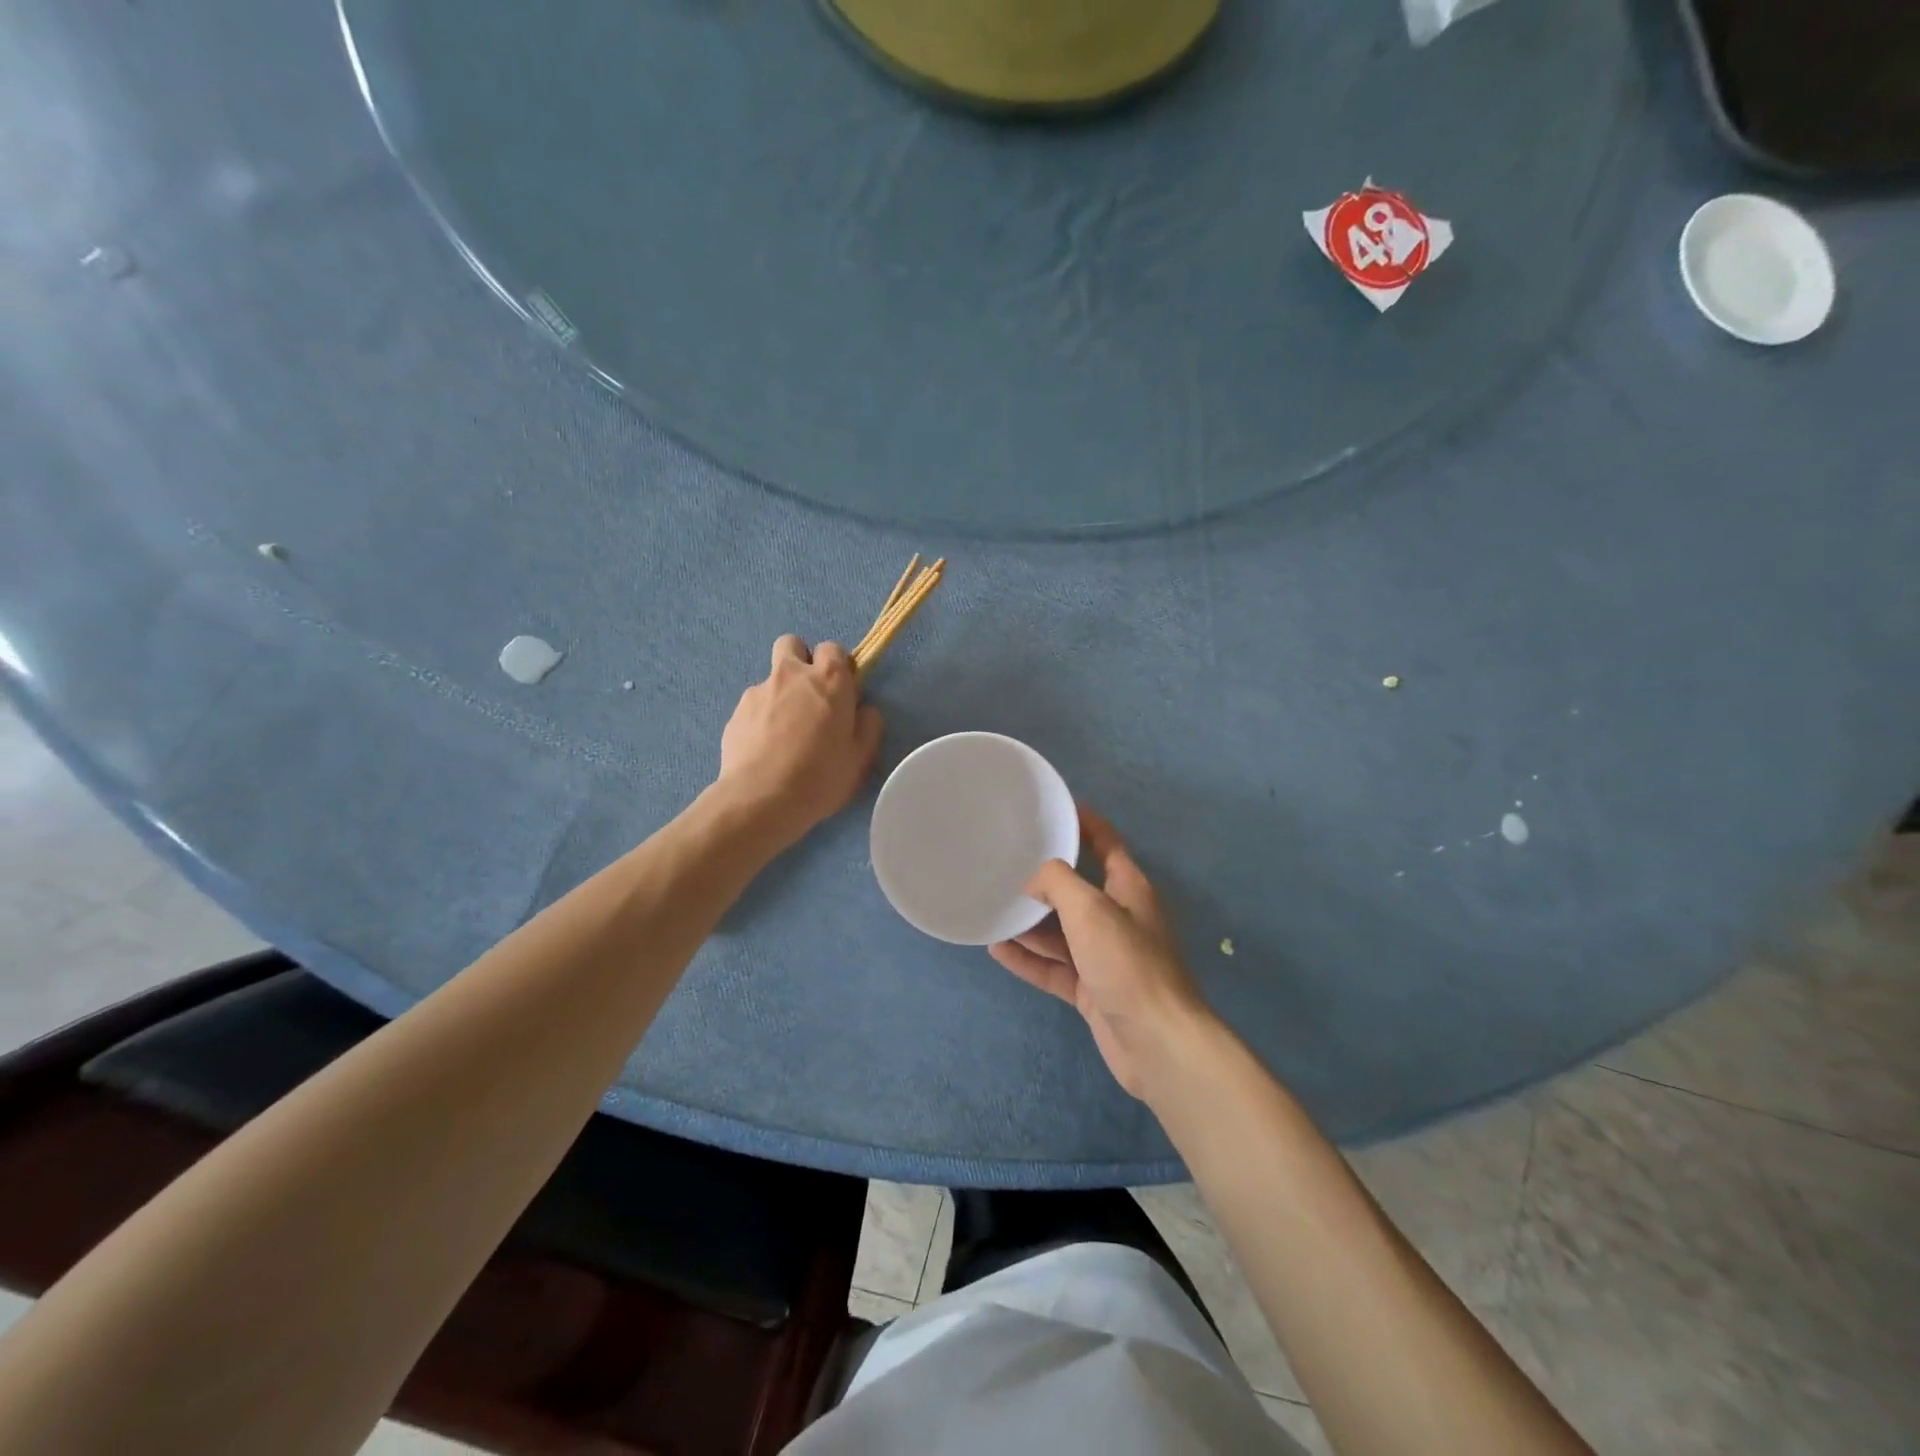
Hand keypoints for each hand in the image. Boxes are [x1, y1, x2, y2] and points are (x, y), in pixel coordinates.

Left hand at [718, 636, 883, 846]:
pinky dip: (760, 718)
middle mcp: (792, 675)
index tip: (841, 692)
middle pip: (793, 644)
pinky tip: (765, 749)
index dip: (838, 666)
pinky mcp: (735, 712)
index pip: (833, 648)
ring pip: (771, 678)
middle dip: (801, 660)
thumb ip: (868, 725)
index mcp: (829, 680)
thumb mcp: (861, 757)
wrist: (761, 800)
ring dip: (780, 694)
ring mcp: (758, 691)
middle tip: (809, 696)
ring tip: (784, 733)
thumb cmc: (821, 777)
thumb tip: (864, 710)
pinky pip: (753, 706)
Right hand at [989, 805, 1213, 1099]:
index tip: (1054, 808)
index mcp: (1129, 889)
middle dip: (1044, 879)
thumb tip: (1034, 879)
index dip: (1085, 823)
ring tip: (993, 908)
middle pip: (1077, 890)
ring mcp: (1105, 957)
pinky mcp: (1092, 990)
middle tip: (1005, 864)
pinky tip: (998, 949)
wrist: (1157, 1042)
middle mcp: (1118, 918)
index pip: (1106, 843)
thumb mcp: (1089, 909)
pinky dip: (1029, 958)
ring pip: (1061, 931)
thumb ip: (1058, 882)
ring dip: (1030, 923)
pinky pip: (1054, 967)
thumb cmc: (1127, 963)